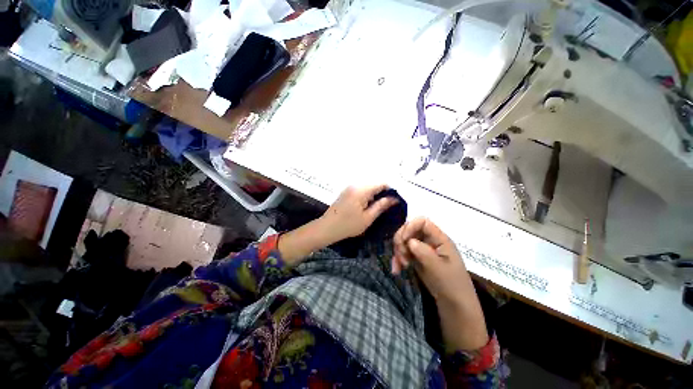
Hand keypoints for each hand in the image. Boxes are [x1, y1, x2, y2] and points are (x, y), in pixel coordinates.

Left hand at [318, 185, 398, 243]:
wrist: (327, 227)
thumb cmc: (348, 225)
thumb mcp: (368, 218)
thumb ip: (381, 206)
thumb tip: (394, 199)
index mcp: (361, 190)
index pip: (381, 184)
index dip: (391, 191)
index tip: (395, 201)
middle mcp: (356, 185)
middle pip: (374, 184)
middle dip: (383, 193)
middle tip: (388, 206)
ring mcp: (350, 187)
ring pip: (368, 187)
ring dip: (375, 195)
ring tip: (378, 208)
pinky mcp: (347, 192)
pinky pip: (361, 190)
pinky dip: (367, 196)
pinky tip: (368, 206)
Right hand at [393, 217, 488, 349]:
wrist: (455, 306)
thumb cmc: (452, 286)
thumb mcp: (439, 270)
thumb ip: (424, 253)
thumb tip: (409, 241)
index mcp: (440, 239)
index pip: (423, 222)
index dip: (410, 227)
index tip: (404, 240)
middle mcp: (430, 241)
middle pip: (410, 230)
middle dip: (401, 241)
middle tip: (401, 256)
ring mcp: (422, 249)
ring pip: (404, 241)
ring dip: (398, 251)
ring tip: (400, 266)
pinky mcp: (417, 258)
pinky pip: (403, 253)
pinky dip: (398, 259)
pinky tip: (396, 269)